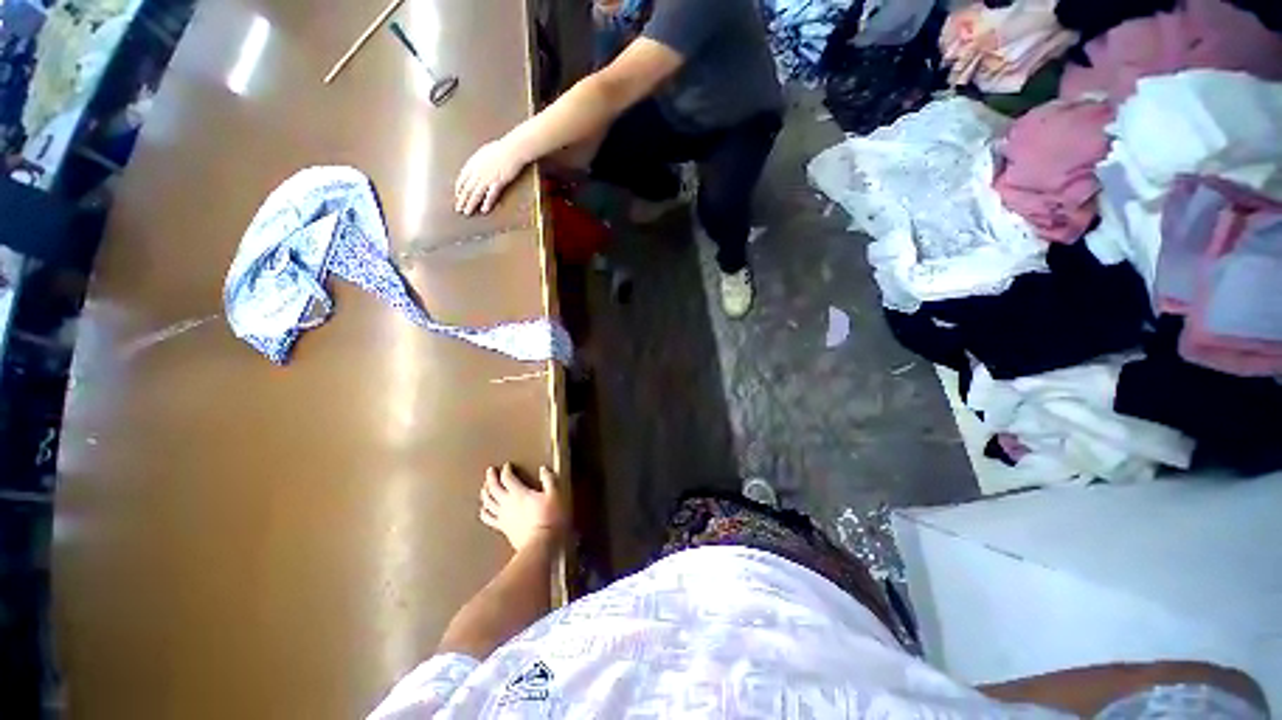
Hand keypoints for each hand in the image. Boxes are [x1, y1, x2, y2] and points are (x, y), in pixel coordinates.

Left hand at [454, 138, 526, 215]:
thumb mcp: (484, 152)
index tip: (458, 195)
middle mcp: (477, 172)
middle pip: (466, 188)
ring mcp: (487, 178)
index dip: (459, 188)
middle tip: (458, 209)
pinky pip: (490, 196)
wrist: (512, 149)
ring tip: (467, 212)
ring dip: (470, 204)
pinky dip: (487, 203)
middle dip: (462, 200)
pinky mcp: (497, 183)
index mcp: (473, 163)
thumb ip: (479, 162)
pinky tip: (484, 210)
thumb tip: (477, 167)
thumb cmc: (501, 148)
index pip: (462, 178)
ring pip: (475, 194)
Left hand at [479, 464, 566, 550]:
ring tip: (485, 487)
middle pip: (493, 487)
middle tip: (490, 470)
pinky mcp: (501, 527)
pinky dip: (484, 511)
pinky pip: (488, 518)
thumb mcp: (554, 495)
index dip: (506, 470)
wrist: (540, 543)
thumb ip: (549, 480)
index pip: (507, 477)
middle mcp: (506, 502)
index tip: (508, 465)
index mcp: (519, 492)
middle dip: (491, 477)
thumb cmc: (549, 517)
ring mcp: (502, 516)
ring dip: (485, 492)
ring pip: (487, 501)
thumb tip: (543, 469)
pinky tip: (484, 509)